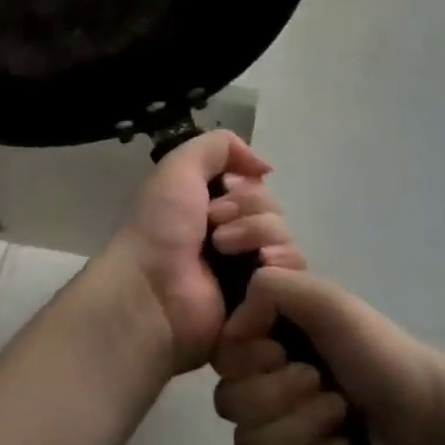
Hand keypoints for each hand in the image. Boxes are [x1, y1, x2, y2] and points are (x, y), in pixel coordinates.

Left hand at [102, 132, 306, 373]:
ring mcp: (248, 269)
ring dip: (257, 234)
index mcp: (213, 206)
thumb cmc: (160, 226)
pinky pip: (292, 271)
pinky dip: (279, 263)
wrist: (151, 288)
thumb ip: (220, 145)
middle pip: (273, 208)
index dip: (244, 186)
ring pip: (284, 236)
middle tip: (214, 226)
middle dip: (248, 209)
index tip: (222, 190)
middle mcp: (233, 234)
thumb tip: (265, 167)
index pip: (256, 186)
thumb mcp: (180, 166)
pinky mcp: (262, 299)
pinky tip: (257, 268)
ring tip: (223, 250)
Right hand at [214, 270, 444, 444]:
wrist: (429, 423)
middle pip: (228, 402)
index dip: (249, 360)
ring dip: (301, 430)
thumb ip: (271, 288)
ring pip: (248, 443)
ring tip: (341, 418)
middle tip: (324, 385)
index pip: (222, 356)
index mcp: (271, 338)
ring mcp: (279, 430)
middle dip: (281, 397)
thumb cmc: (378, 353)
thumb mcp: (328, 301)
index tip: (282, 351)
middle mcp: (267, 381)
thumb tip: (231, 329)